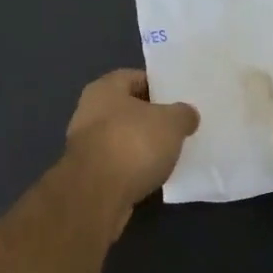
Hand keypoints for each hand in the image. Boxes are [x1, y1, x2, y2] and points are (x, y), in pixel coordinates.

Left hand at [62, 69, 199, 230]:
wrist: (97, 194)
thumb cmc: (133, 144)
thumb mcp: (171, 123)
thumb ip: (183, 114)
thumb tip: (187, 115)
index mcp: (105, 88)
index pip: (136, 78)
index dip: (159, 86)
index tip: (179, 99)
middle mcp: (90, 110)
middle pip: (128, 108)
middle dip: (152, 118)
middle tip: (178, 127)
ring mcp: (86, 143)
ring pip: (122, 137)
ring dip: (142, 145)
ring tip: (169, 153)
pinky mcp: (88, 173)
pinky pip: (117, 162)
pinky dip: (133, 167)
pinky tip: (152, 175)